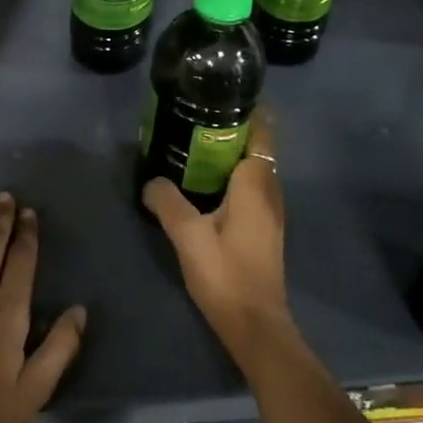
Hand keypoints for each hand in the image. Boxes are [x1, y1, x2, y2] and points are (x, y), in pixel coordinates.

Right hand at [143, 109, 290, 356]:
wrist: (255, 325)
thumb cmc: (225, 273)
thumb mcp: (187, 235)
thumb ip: (167, 202)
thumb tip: (151, 181)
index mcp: (256, 184)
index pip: (262, 132)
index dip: (248, 111)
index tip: (220, 97)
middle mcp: (269, 191)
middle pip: (257, 147)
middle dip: (231, 130)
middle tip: (194, 119)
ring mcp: (270, 212)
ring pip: (254, 169)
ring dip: (230, 155)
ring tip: (193, 146)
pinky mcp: (264, 229)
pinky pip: (250, 188)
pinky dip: (231, 177)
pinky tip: (204, 186)